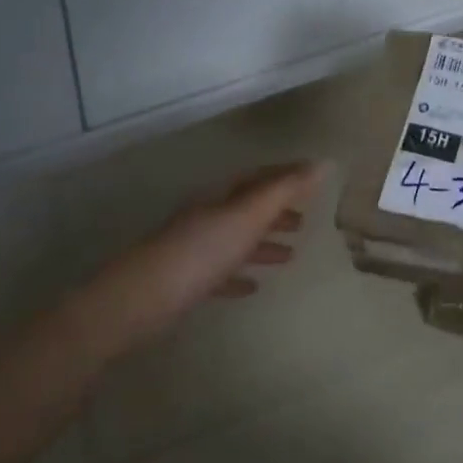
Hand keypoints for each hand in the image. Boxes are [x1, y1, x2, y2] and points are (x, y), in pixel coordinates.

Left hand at [83, 161, 326, 349]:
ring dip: (262, 244)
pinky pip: (219, 272)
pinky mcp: (184, 281)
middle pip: (248, 207)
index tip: (315, 179)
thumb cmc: (201, 252)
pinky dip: (238, 274)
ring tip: (290, 257)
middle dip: (278, 212)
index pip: (261, 178)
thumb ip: (285, 190)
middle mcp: (208, 215)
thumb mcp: (248, 216)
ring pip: (235, 239)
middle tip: (306, 222)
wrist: (139, 300)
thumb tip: (323, 162)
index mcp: (223, 196)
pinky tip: (252, 287)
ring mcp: (194, 248)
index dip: (288, 176)